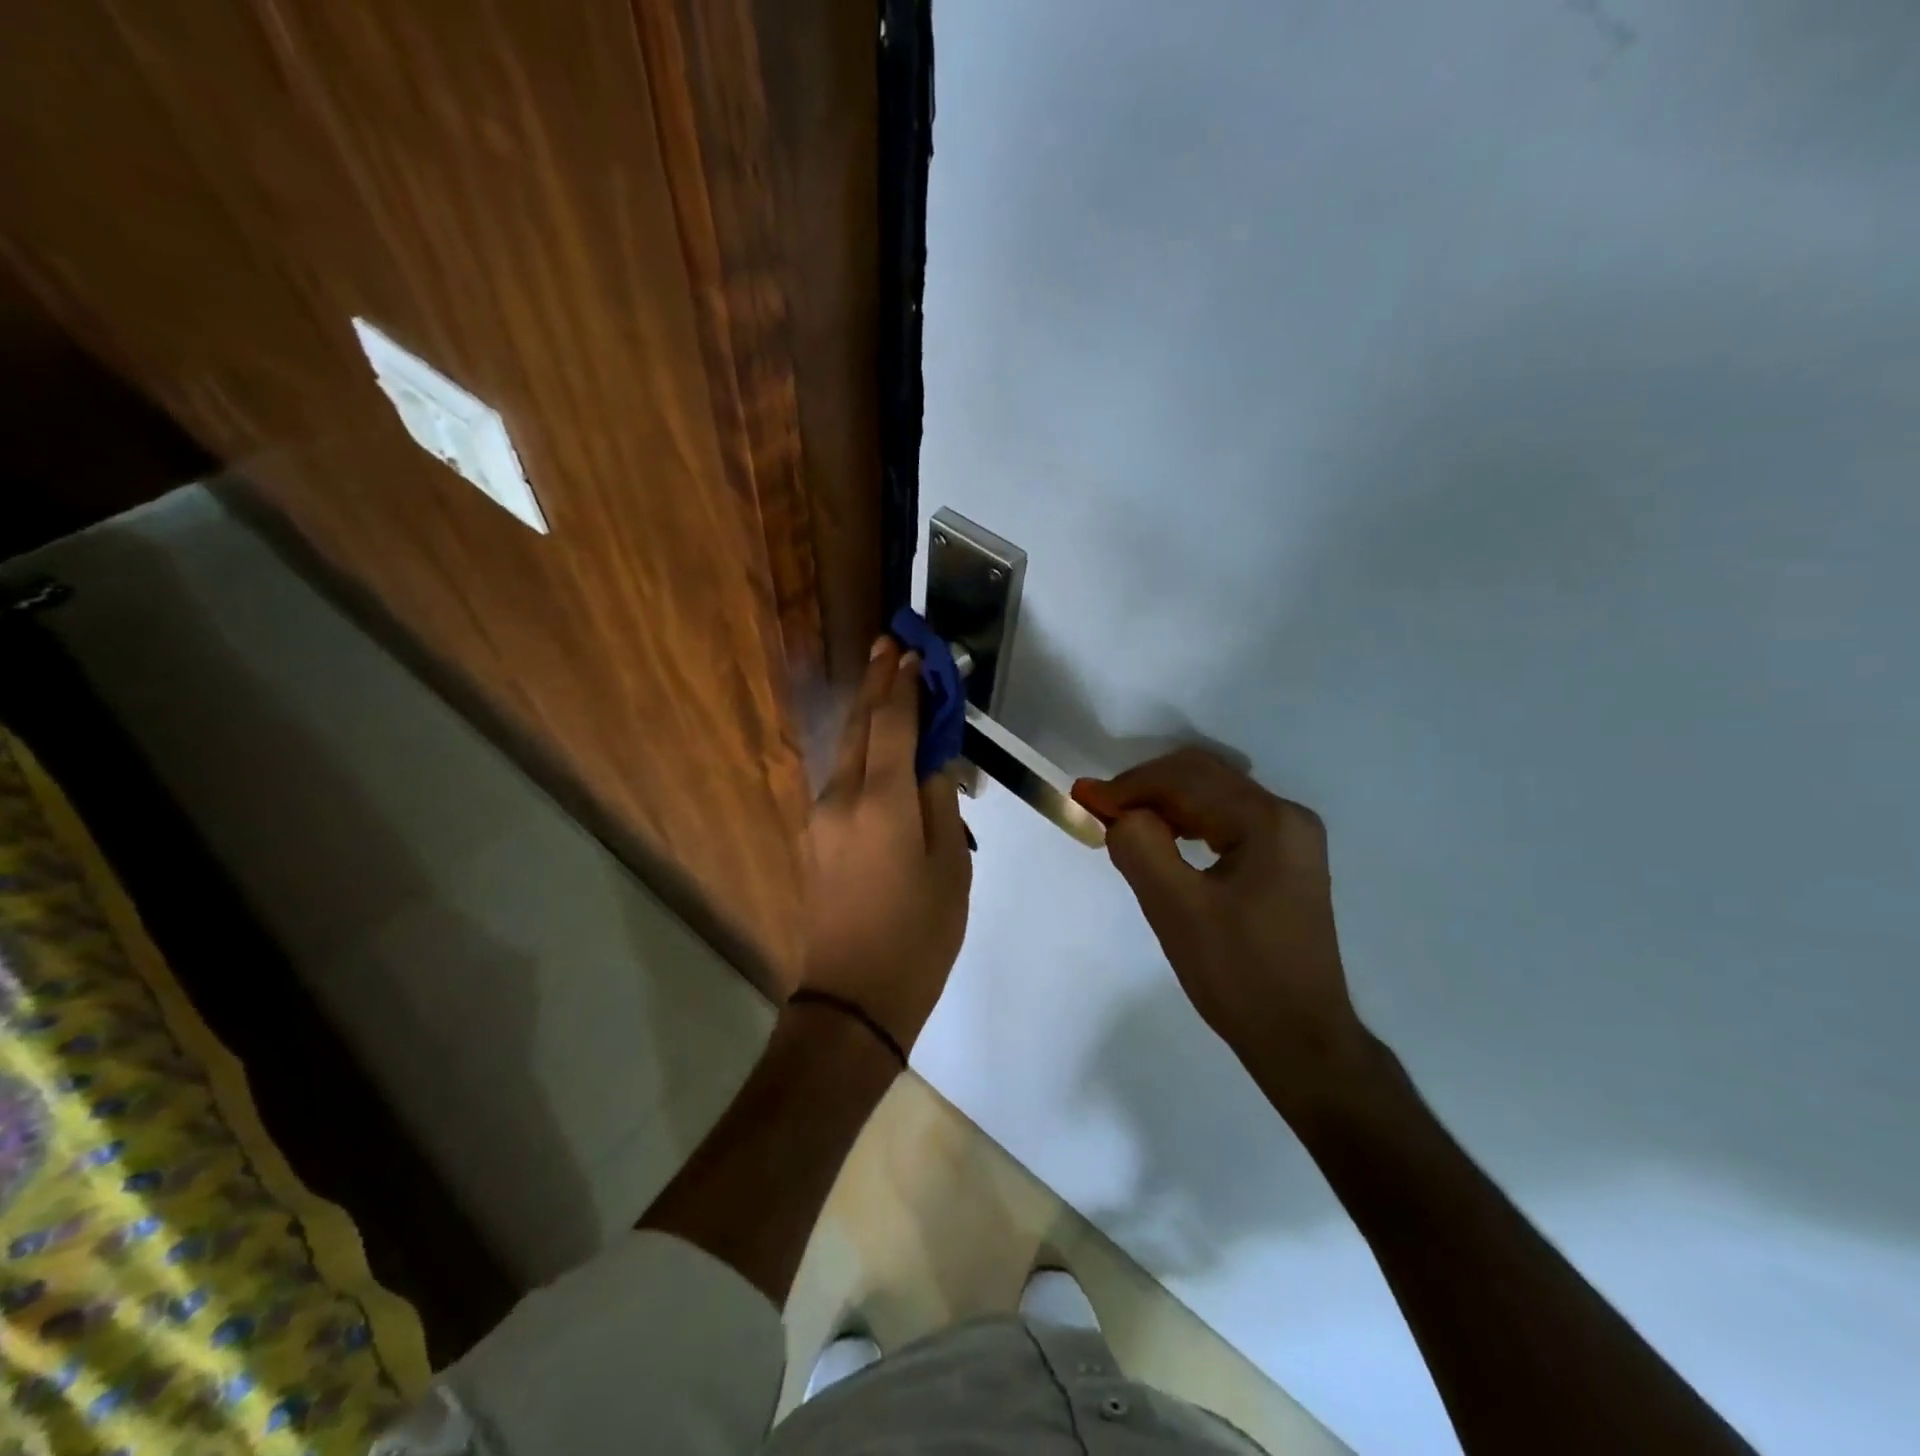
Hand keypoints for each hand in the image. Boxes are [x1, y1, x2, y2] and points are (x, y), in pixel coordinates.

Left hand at [799, 638, 972, 1053]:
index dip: (904, 686)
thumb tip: (930, 762)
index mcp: (882, 802)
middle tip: (888, 643)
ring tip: (883, 678)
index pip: (893, 725)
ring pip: (847, 748)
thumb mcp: (950, 868)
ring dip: (866, 711)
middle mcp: (843, 798)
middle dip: (876, 683)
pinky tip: (876, 740)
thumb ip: (938, 803)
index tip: (912, 652)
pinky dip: (861, 747)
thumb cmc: (918, 936)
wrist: (852, 999)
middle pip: (860, 726)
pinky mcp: (815, 837)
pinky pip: (841, 776)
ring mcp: (821, 817)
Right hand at [1074, 748, 1364, 1107]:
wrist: (1300, 1039)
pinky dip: (1185, 823)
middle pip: (1203, 778)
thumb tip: (1117, 813)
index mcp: (1269, 821)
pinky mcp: (1284, 860)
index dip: (1130, 786)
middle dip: (1145, 789)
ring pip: (1213, 797)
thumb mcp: (1176, 909)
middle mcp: (1287, 816)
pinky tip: (1160, 841)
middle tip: (1099, 810)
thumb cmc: (1238, 975)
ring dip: (1163, 804)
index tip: (1083, 799)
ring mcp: (1290, 838)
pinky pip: (1225, 821)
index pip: (1187, 779)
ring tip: (1121, 824)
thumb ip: (1140, 848)